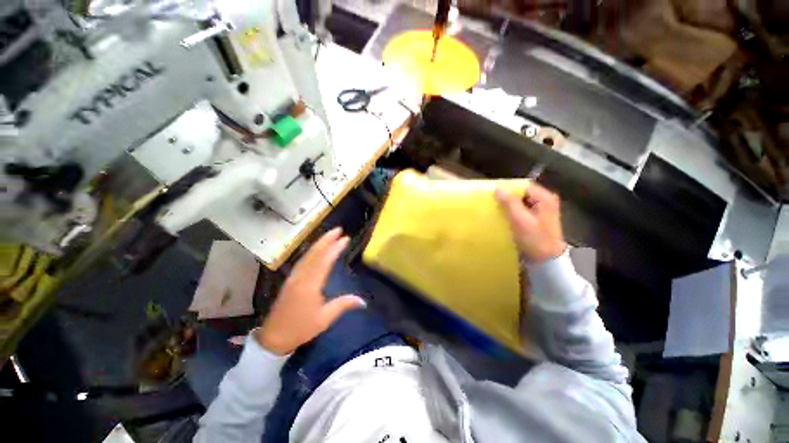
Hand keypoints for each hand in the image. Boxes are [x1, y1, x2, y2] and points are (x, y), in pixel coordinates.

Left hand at [255, 228, 365, 354]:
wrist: (273, 338)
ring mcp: (293, 277)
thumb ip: (343, 305)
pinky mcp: (290, 280)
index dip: (335, 248)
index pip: (325, 261)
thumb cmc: (300, 329)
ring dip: (319, 243)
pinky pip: (303, 261)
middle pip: (314, 253)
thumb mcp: (324, 319)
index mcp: (310, 285)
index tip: (346, 238)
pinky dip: (311, 251)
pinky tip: (316, 249)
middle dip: (326, 239)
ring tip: (330, 235)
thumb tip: (363, 301)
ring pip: (307, 255)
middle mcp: (301, 277)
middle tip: (338, 230)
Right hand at [494, 182, 565, 262]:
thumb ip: (510, 203)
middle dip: (507, 197)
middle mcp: (544, 201)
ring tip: (496, 209)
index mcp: (544, 198)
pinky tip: (504, 217)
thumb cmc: (535, 240)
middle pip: (522, 193)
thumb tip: (498, 188)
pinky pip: (521, 210)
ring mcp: (541, 210)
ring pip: (520, 202)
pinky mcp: (536, 218)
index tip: (493, 194)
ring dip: (508, 205)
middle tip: (493, 202)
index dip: (508, 188)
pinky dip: (512, 212)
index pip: (523, 186)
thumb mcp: (520, 220)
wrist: (546, 261)